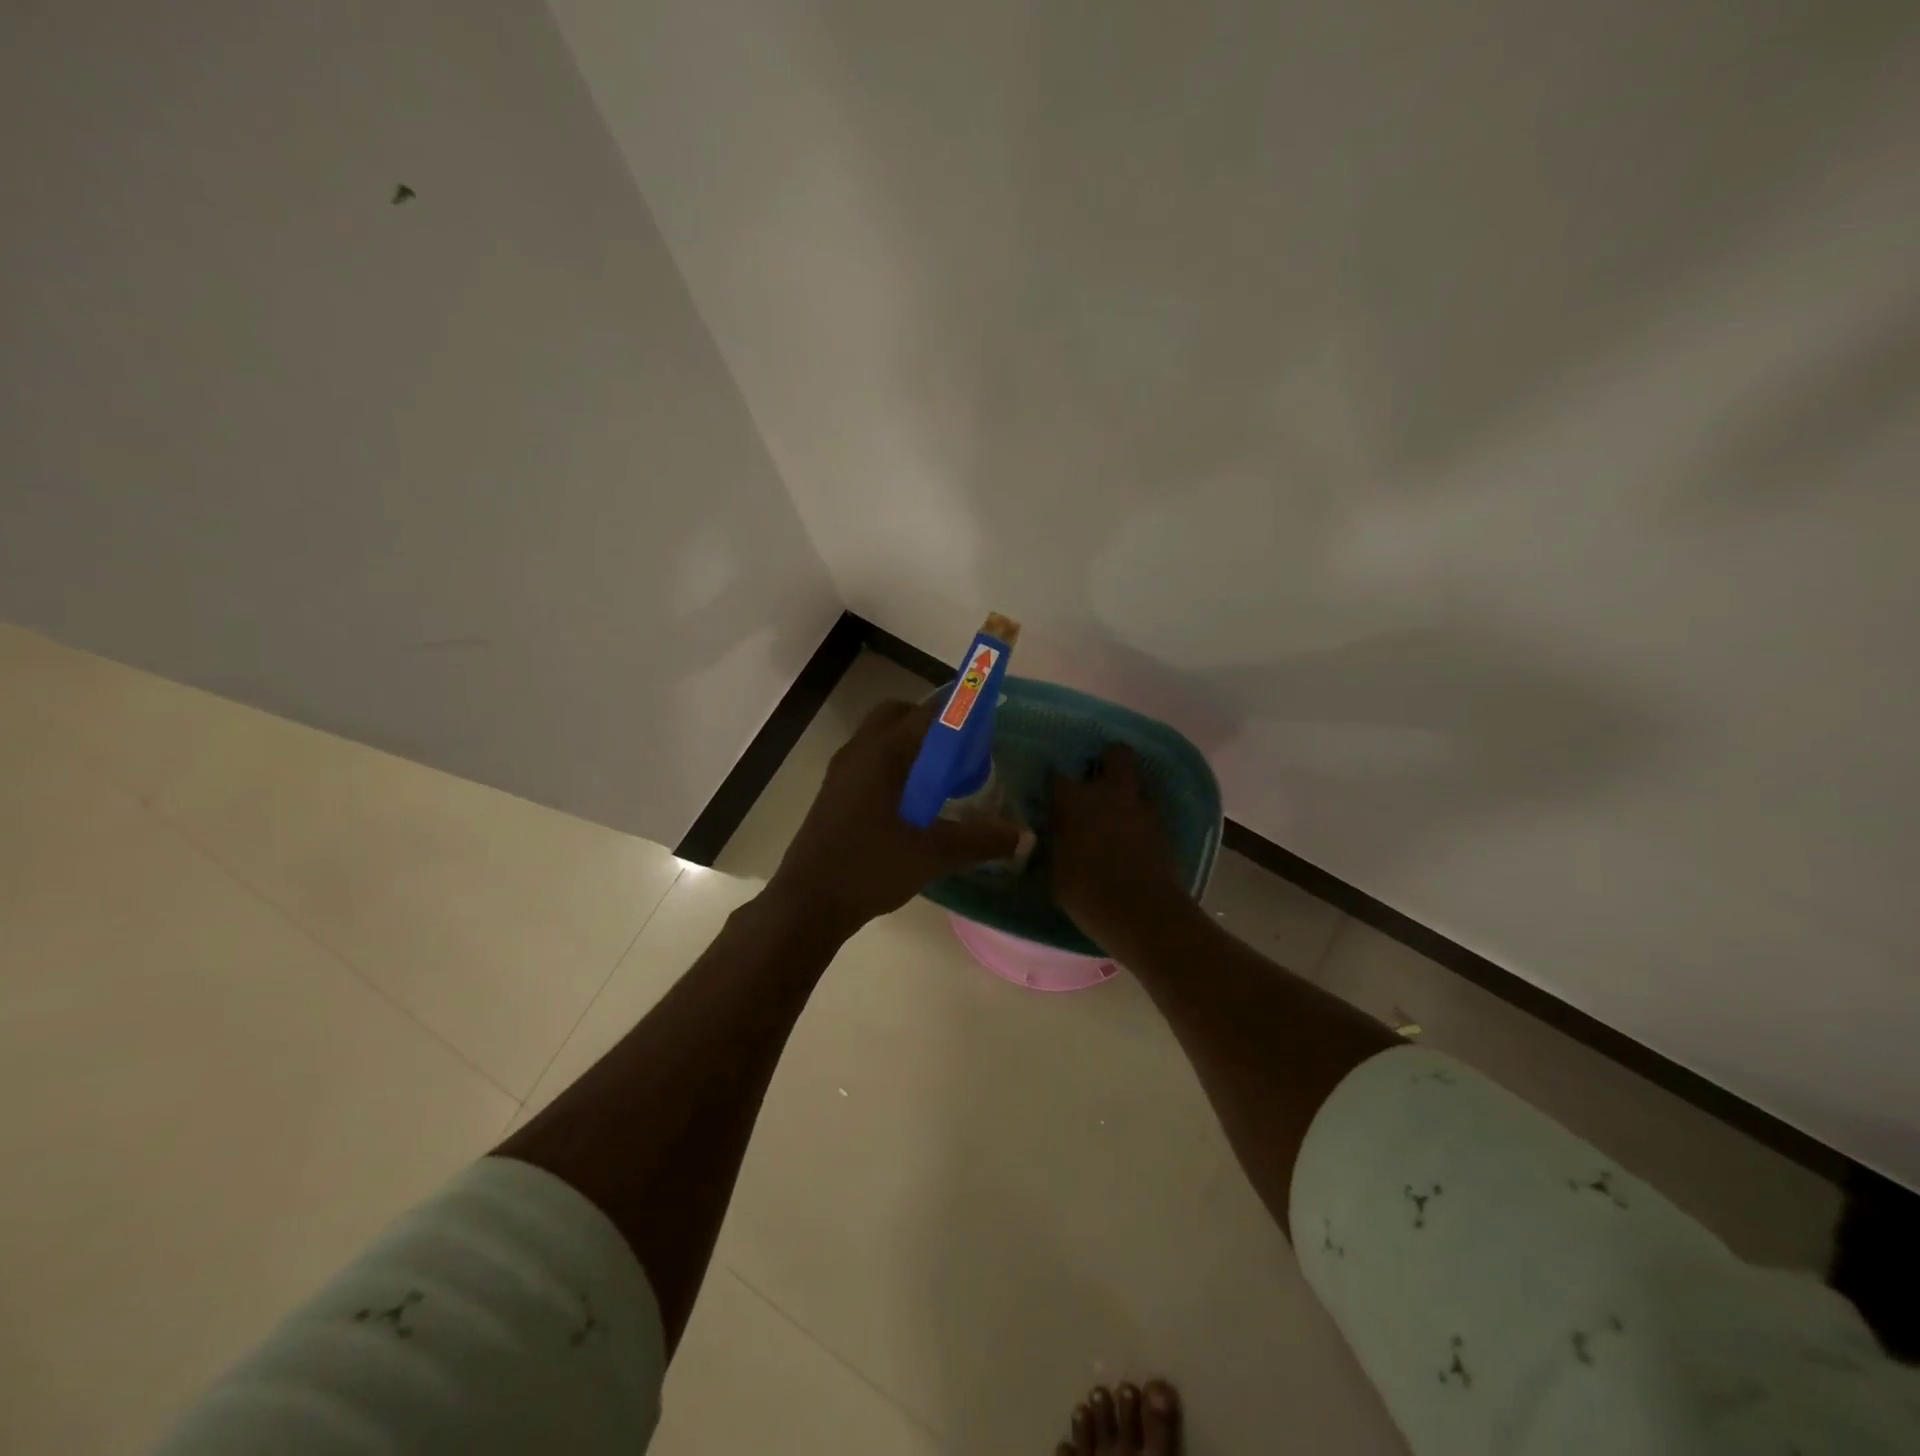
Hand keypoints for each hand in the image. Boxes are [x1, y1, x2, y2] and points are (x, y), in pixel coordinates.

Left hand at [766, 699, 1024, 936]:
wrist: (808, 901)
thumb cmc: (871, 867)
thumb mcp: (934, 854)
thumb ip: (982, 841)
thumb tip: (1024, 837)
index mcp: (885, 752)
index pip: (930, 712)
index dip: (961, 710)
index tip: (986, 723)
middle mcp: (861, 749)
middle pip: (900, 714)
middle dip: (932, 724)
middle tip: (960, 752)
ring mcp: (842, 769)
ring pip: (881, 736)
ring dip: (911, 744)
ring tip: (940, 778)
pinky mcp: (834, 790)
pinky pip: (869, 758)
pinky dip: (893, 763)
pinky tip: (911, 802)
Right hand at [1049, 743, 1185, 945]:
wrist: (1142, 912)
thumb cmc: (1087, 894)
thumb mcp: (1055, 873)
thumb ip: (1055, 846)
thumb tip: (1052, 838)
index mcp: (1074, 801)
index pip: (1057, 777)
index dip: (1055, 784)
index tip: (1052, 795)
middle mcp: (1109, 793)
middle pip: (1116, 754)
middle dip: (1108, 759)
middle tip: (1098, 778)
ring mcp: (1141, 806)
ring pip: (1140, 778)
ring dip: (1129, 786)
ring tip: (1119, 805)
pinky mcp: (1164, 825)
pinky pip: (1151, 806)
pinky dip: (1142, 812)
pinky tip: (1134, 830)